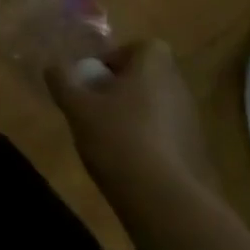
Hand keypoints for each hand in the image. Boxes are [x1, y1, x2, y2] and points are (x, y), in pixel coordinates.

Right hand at [46, 40, 217, 219]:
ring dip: (136, 115)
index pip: (144, 46)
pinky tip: (128, 162)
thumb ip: (63, 82)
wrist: (166, 203)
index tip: (97, 77)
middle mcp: (179, 89)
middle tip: (97, 105)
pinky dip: (149, 141)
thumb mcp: (78, 108)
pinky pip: (168, 136)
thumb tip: (52, 67)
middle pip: (150, 77)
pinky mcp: (197, 156)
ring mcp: (192, 124)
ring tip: (109, 136)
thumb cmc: (119, 139)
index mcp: (155, 68)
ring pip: (158, 107)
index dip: (119, 57)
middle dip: (124, 87)